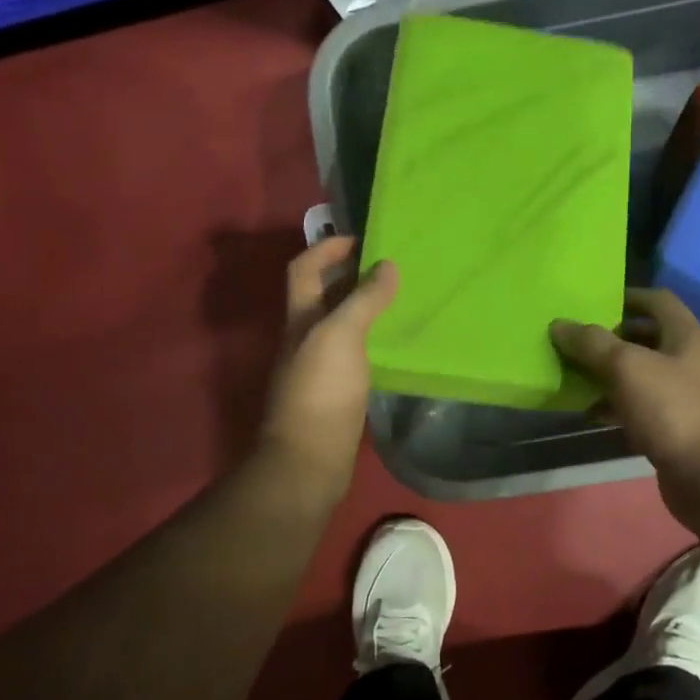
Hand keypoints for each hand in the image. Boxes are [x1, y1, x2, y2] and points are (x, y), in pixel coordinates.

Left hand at [256, 236, 397, 507]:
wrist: (309, 460)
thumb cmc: (321, 391)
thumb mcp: (341, 335)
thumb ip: (363, 299)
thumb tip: (387, 265)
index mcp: (300, 319)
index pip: (304, 268)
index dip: (327, 248)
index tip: (362, 240)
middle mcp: (305, 338)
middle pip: (320, 295)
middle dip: (348, 275)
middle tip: (389, 267)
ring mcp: (318, 367)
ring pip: (339, 325)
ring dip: (363, 308)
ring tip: (400, 299)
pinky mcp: (335, 393)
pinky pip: (353, 354)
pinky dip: (371, 341)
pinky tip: (395, 345)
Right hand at [550, 288, 699, 524]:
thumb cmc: (674, 410)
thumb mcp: (627, 368)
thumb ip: (592, 343)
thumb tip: (559, 324)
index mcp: (687, 336)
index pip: (658, 300)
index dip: (627, 296)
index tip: (593, 302)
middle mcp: (690, 361)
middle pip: (648, 338)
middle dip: (612, 338)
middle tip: (577, 341)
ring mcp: (686, 397)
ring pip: (641, 375)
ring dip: (609, 374)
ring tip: (574, 375)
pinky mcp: (677, 429)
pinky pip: (641, 407)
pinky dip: (616, 405)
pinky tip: (590, 412)